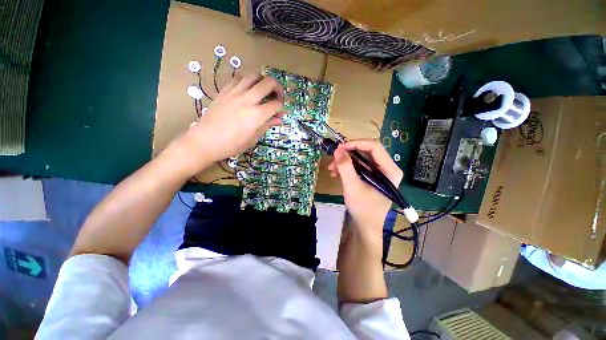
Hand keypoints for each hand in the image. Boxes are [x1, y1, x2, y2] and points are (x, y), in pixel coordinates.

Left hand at [173, 72, 283, 173]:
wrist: (206, 140)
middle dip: (277, 88)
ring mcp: (235, 93)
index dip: (281, 108)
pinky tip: (247, 89)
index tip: (280, 113)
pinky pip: (238, 78)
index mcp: (257, 115)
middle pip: (268, 83)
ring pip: (253, 75)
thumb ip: (267, 125)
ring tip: (263, 89)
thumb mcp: (253, 138)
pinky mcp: (225, 91)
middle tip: (277, 96)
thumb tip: (278, 119)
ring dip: (262, 80)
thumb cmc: (232, 144)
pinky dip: (246, 81)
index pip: (276, 104)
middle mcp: (248, 100)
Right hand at [328, 140, 402, 230]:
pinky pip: (359, 166)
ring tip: (331, 169)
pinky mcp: (372, 177)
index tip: (339, 148)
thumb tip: (337, 150)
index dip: (356, 144)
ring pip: (361, 158)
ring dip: (345, 161)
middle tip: (333, 158)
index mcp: (390, 169)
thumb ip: (345, 167)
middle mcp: (387, 168)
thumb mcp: (352, 186)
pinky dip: (347, 168)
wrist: (366, 226)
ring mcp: (380, 172)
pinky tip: (336, 174)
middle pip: (366, 151)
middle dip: (348, 154)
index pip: (374, 147)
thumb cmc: (363, 208)